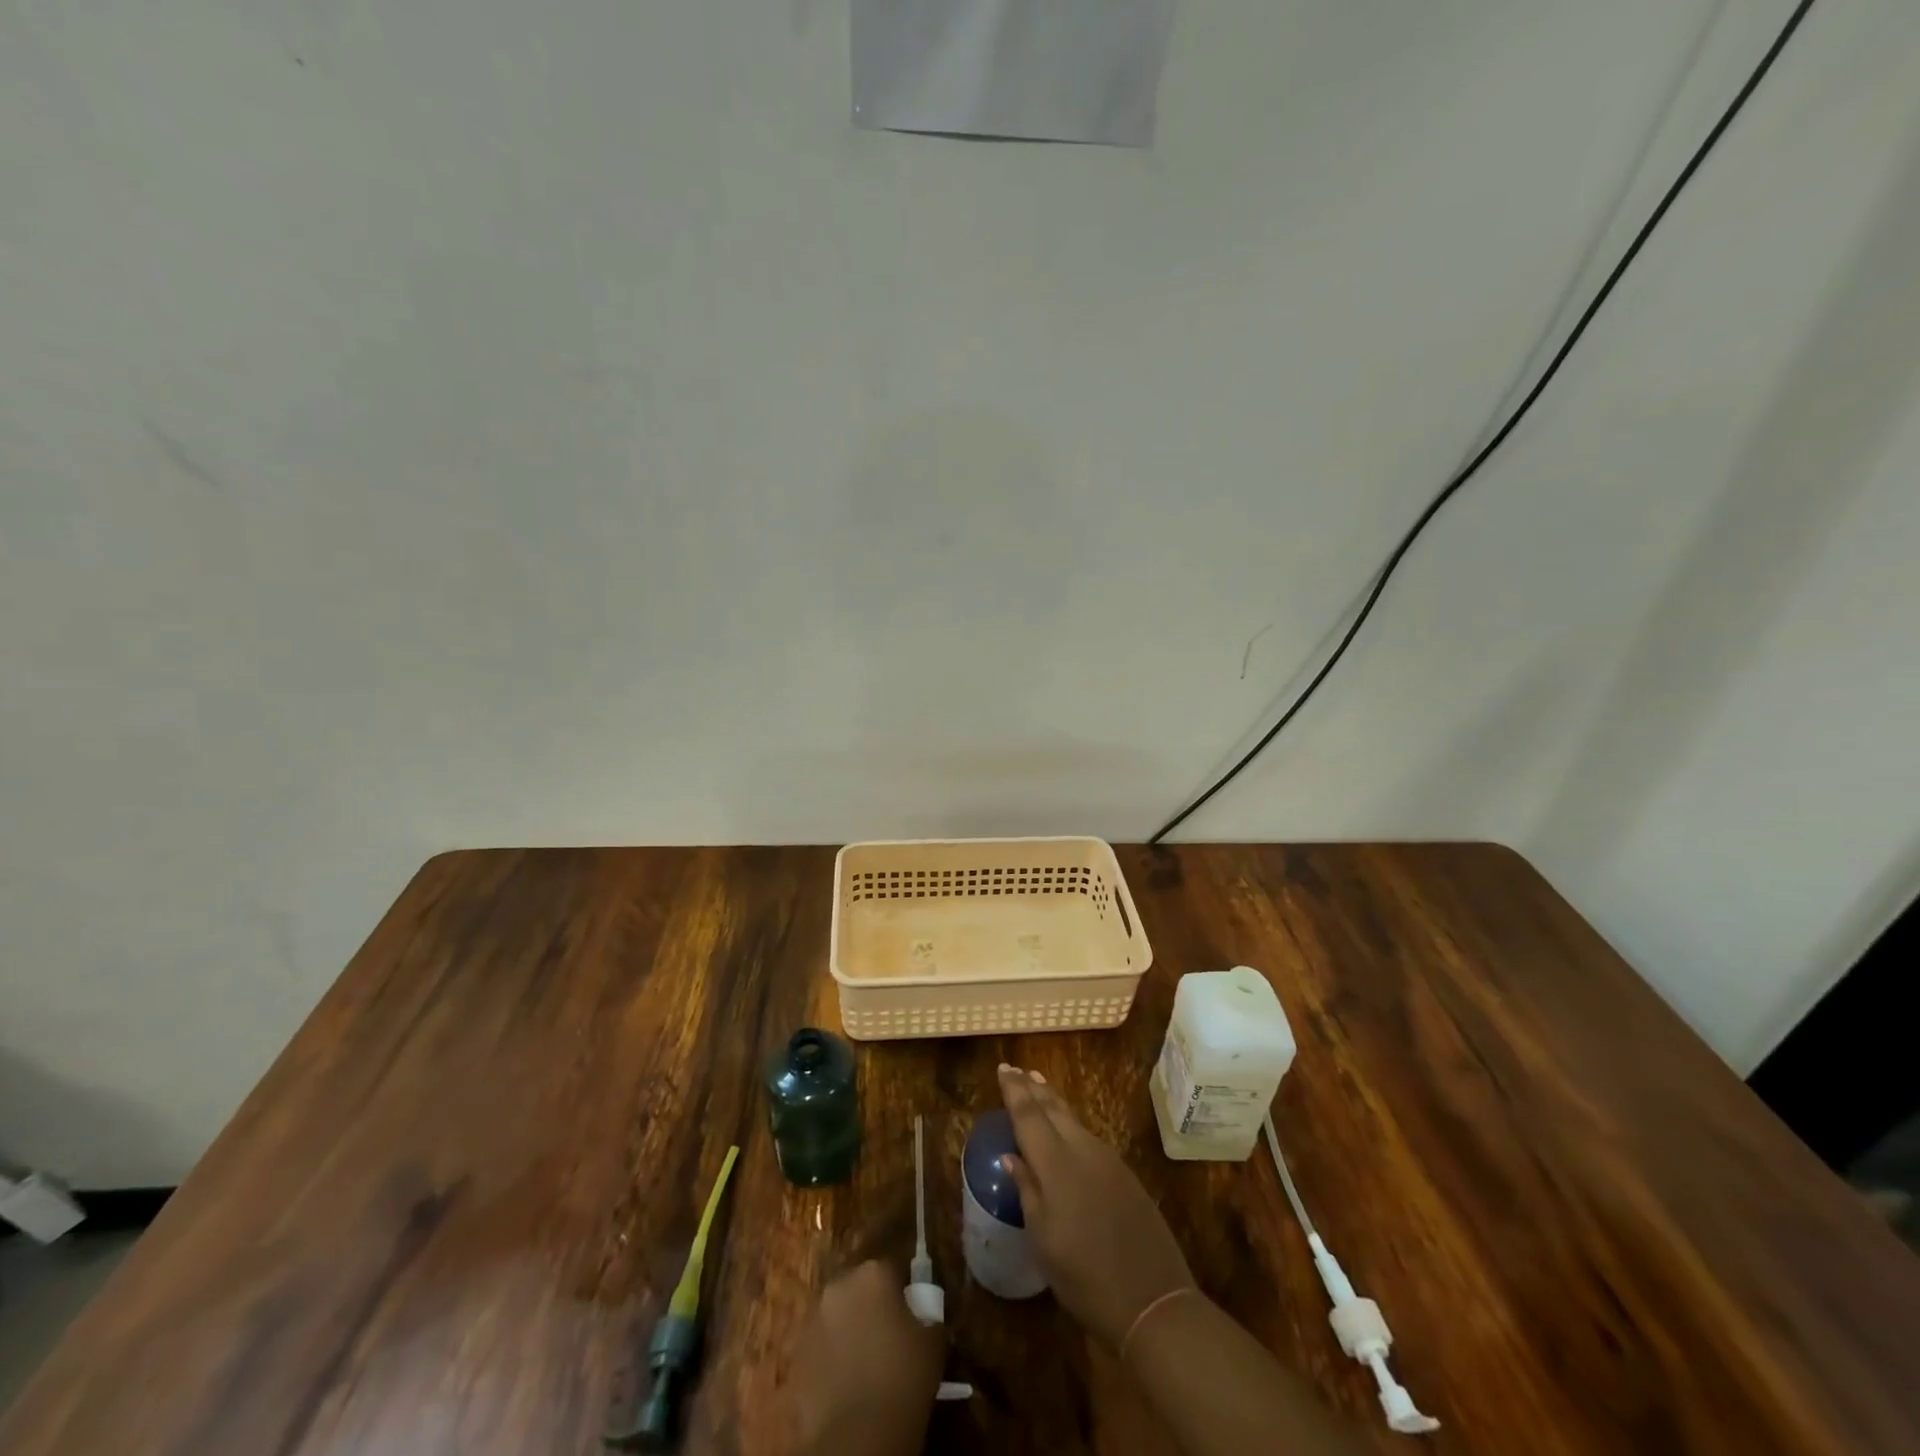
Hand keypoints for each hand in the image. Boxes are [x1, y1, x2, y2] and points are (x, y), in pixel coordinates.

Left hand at [775, 1260, 944, 1455]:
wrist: (857, 1437)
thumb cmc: (902, 1380)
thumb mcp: (934, 1344)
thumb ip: (930, 1319)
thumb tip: (926, 1319)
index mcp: (874, 1273)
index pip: (893, 1268)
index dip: (903, 1290)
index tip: (912, 1313)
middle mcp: (839, 1285)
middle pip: (859, 1287)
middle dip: (871, 1305)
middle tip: (888, 1336)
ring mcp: (813, 1319)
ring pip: (837, 1316)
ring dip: (848, 1329)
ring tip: (865, 1362)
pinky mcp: (796, 1354)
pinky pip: (819, 1347)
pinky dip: (831, 1358)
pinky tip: (846, 1382)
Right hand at [997, 1063, 1195, 1349]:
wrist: (1153, 1300)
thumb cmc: (1085, 1277)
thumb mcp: (1043, 1241)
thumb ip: (1027, 1191)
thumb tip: (1011, 1156)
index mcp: (1056, 1164)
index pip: (1029, 1116)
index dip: (1014, 1091)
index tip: (1002, 1068)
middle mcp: (1082, 1150)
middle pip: (1053, 1109)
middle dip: (1032, 1087)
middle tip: (1016, 1069)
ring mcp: (1107, 1160)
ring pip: (1073, 1119)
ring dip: (1052, 1100)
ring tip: (1038, 1085)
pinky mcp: (1124, 1173)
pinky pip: (1088, 1134)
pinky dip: (1070, 1121)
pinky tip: (1066, 1125)